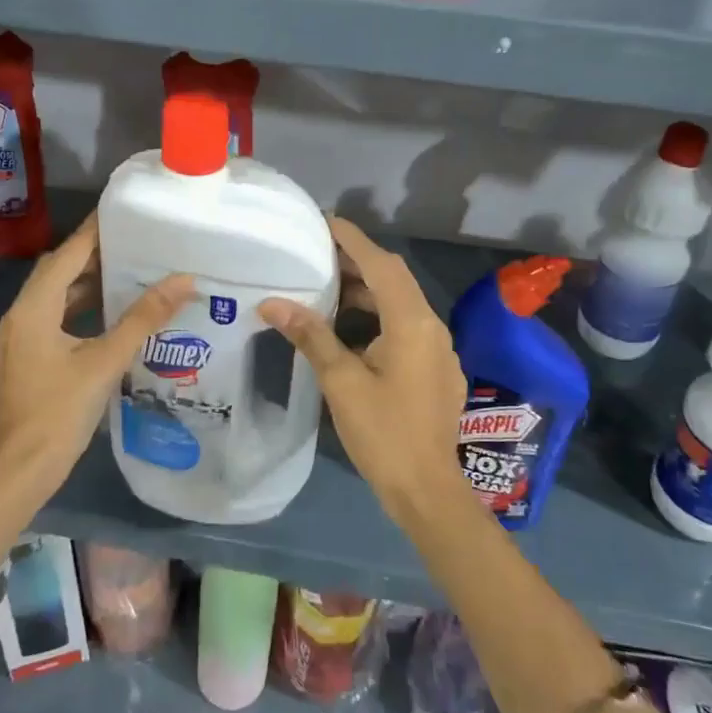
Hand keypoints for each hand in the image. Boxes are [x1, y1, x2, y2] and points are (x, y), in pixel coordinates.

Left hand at [0, 214, 193, 501]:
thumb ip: (143, 319)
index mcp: (32, 311)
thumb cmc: (60, 413)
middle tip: (126, 248)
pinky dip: (68, 318)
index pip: (65, 256)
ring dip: (78, 291)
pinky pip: (41, 328)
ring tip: (117, 283)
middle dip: (87, 260)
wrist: (16, 475)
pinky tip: (92, 331)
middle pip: (53, 277)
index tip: (119, 215)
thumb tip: (183, 280)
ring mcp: (8, 347)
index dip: (92, 233)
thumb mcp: (106, 362)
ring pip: (46, 305)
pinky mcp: (11, 369)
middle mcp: (14, 321)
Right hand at [259, 217, 468, 519]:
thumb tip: (273, 302)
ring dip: (367, 291)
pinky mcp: (437, 369)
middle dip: (357, 262)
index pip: (380, 264)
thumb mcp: (341, 382)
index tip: (324, 221)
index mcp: (412, 323)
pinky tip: (351, 330)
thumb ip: (311, 335)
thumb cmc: (383, 433)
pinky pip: (406, 326)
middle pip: (393, 279)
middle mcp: (431, 327)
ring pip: (401, 304)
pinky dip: (378, 316)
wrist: (427, 490)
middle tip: (317, 254)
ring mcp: (438, 349)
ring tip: (327, 288)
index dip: (352, 240)